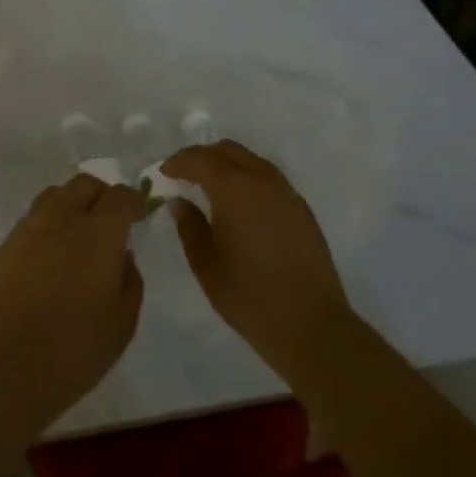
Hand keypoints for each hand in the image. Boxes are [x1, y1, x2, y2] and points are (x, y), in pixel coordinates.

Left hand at [0, 174, 146, 442]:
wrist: (4, 365)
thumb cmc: (74, 349)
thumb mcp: (122, 323)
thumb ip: (130, 280)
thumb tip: (122, 255)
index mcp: (98, 232)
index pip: (120, 196)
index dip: (134, 200)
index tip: (140, 214)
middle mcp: (61, 218)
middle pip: (83, 184)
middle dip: (102, 195)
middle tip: (111, 220)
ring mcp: (27, 228)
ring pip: (54, 196)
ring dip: (72, 204)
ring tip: (79, 234)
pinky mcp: (3, 245)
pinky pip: (32, 221)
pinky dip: (48, 226)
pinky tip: (50, 257)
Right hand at [162, 141, 354, 391]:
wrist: (312, 325)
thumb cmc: (250, 297)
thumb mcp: (206, 265)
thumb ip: (190, 227)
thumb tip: (180, 202)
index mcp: (234, 190)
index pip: (200, 159)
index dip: (178, 162)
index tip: (164, 174)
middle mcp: (262, 181)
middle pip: (228, 151)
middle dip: (203, 157)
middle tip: (184, 175)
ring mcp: (287, 194)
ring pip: (251, 161)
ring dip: (227, 165)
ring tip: (210, 187)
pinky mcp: (302, 210)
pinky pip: (268, 178)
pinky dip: (247, 178)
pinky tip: (240, 204)